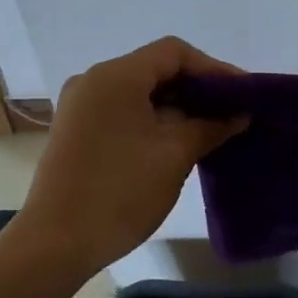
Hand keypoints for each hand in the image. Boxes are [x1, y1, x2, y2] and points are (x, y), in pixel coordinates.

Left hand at [17, 36, 248, 274]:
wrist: (55, 244)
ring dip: (177, 107)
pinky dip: (154, 120)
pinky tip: (178, 142)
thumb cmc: (120, 192)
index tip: (242, 94)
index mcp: (115, 76)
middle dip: (197, 89)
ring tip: (212, 130)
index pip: (174, 52)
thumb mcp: (175, 155)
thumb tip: (239, 114)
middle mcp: (94, 81)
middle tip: (233, 113)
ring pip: (140, 93)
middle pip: (156, 69)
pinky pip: (124, 111)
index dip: (213, 68)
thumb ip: (211, 126)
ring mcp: (81, 107)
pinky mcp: (77, 131)